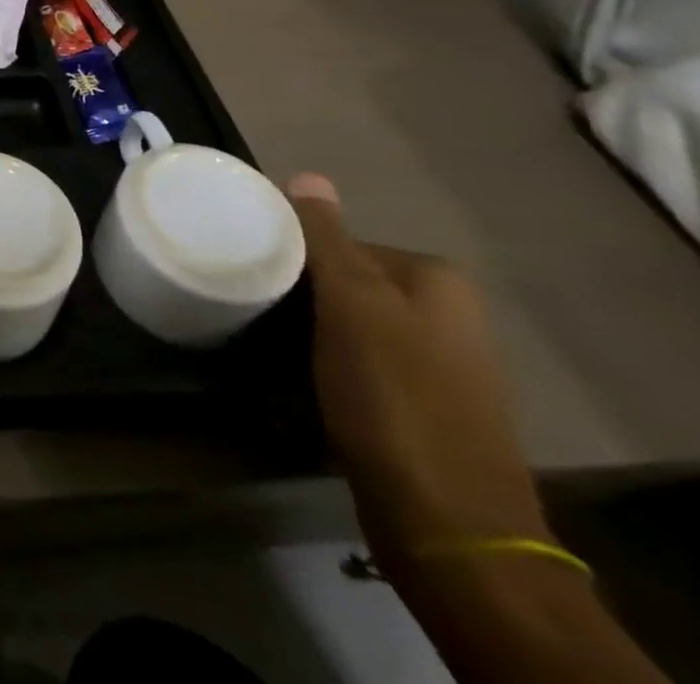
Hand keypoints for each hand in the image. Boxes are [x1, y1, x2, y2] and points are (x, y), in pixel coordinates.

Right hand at [286, 174, 548, 566]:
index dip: (292, 255)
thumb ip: (327, 239)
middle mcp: (447, 314)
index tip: (252, 272)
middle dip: (299, 293)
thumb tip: (308, 175)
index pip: (340, 242)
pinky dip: (326, 364)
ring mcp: (438, 364)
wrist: (448, 524)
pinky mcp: (420, 406)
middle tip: (252, 307)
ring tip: (264, 342)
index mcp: (436, 280)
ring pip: (348, 324)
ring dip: (307, 331)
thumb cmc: (394, 396)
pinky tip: (298, 379)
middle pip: (346, 282)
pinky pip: (358, 363)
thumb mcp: (353, 306)